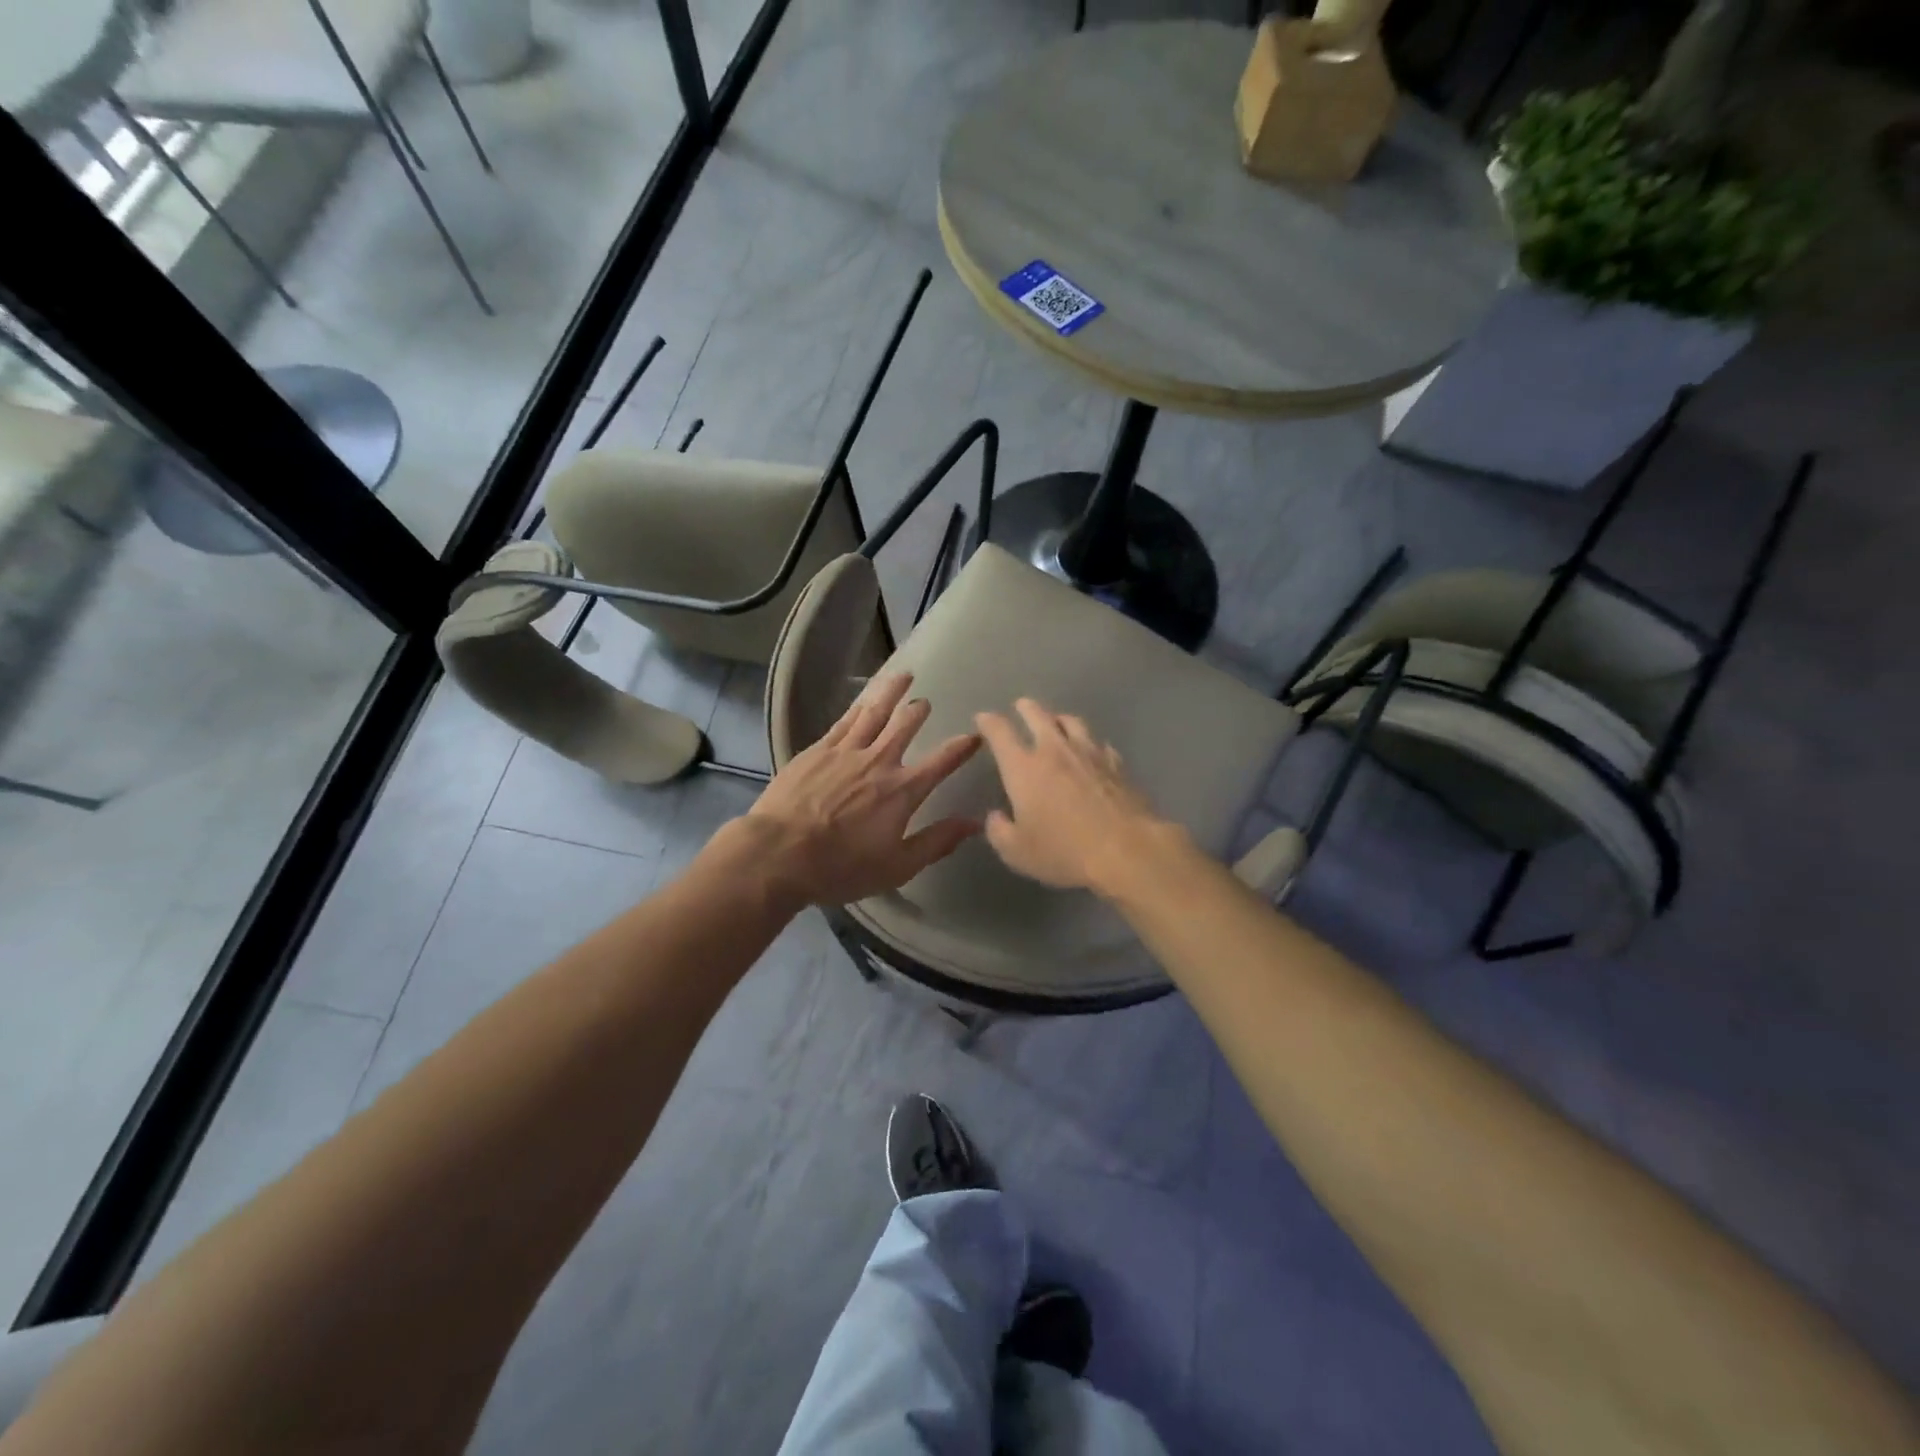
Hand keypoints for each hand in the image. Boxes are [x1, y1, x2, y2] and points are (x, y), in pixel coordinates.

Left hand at [743, 673, 982, 905]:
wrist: (779, 853)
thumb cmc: (841, 867)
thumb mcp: (898, 866)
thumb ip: (937, 841)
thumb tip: (974, 822)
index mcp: (903, 790)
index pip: (942, 761)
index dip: (962, 747)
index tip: (975, 736)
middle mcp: (879, 761)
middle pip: (906, 725)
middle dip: (919, 711)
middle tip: (925, 702)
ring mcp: (846, 751)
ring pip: (875, 711)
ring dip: (892, 692)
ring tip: (903, 676)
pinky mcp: (817, 750)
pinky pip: (844, 720)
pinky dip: (859, 706)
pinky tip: (864, 700)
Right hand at [973, 699, 1180, 895]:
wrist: (1126, 850)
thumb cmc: (1064, 851)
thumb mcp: (1017, 852)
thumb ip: (999, 831)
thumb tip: (996, 817)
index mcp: (1024, 768)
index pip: (1000, 732)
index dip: (989, 722)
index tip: (983, 718)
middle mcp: (1055, 751)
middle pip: (1038, 715)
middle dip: (1025, 708)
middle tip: (1021, 706)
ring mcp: (1090, 753)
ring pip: (1072, 721)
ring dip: (1059, 718)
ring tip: (1056, 720)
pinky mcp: (1117, 764)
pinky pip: (1099, 743)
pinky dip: (1090, 742)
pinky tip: (1092, 749)